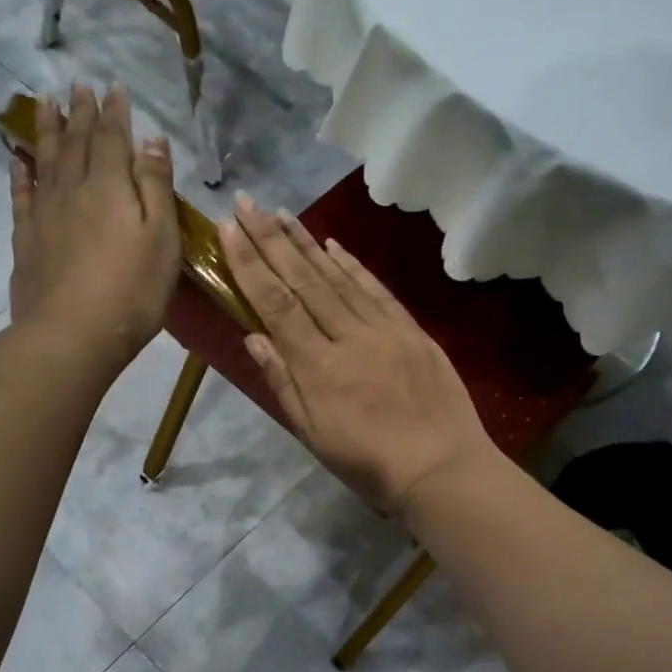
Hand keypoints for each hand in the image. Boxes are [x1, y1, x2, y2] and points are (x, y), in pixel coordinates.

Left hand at [10, 84, 180, 369]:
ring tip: (45, 103)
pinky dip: (21, 171)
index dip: (115, 113)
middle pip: (75, 141)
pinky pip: (21, 193)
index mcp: (110, 185)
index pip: (112, 138)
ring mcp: (44, 213)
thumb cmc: (131, 290)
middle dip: (80, 112)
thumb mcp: (162, 239)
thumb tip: (152, 140)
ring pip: (45, 159)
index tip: (114, 88)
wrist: (72, 334)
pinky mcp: (26, 238)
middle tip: (77, 85)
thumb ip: (156, 187)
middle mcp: (72, 188)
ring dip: (48, 129)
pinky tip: (18, 158)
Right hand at [219, 193, 498, 511]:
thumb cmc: (369, 464)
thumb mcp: (314, 435)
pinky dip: (352, 265)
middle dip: (270, 239)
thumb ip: (283, 383)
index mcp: (318, 367)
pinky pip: (376, 290)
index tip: (229, 229)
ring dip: (306, 243)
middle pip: (303, 280)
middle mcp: (348, 337)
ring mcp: (383, 329)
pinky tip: (332, 245)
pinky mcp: (411, 330)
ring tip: (281, 212)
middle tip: (246, 203)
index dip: (250, 264)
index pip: (276, 303)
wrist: (442, 468)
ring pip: (337, 278)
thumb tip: (254, 336)